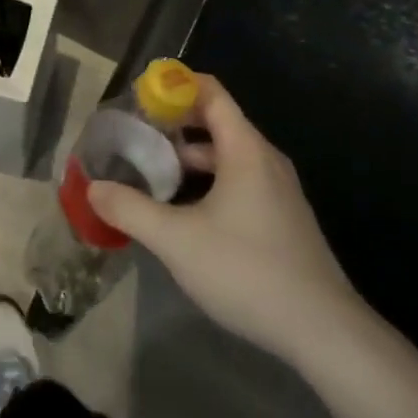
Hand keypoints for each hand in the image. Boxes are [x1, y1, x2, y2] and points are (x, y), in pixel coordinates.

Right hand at [87, 73, 355, 367]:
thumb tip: (94, 188)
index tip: (140, 96)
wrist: (324, 332)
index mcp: (245, 149)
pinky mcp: (283, 218)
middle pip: (217, 121)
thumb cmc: (247, 270)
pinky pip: (240, 180)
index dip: (174, 86)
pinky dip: (209, 181)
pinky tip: (186, 212)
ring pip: (227, 155)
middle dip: (175, 124)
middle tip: (136, 136)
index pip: (210, 92)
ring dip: (190, 158)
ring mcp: (278, 190)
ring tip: (152, 174)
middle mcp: (264, 159)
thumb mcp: (177, 240)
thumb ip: (131, 210)